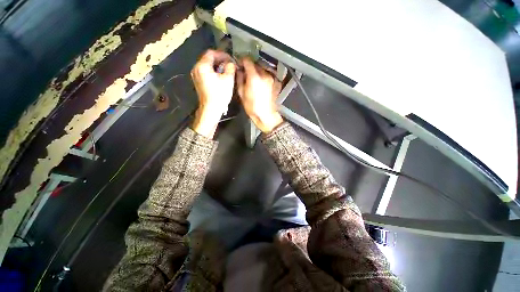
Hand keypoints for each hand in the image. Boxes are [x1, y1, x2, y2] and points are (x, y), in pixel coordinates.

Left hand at [191, 50, 235, 137]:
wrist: (211, 109)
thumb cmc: (219, 95)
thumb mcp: (228, 80)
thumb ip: (230, 67)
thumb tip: (231, 63)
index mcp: (202, 66)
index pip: (211, 53)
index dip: (222, 54)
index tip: (231, 59)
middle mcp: (196, 68)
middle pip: (208, 59)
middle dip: (220, 60)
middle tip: (230, 65)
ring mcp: (196, 76)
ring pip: (207, 66)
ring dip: (217, 66)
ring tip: (227, 71)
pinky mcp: (198, 82)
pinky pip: (206, 72)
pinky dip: (213, 72)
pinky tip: (220, 77)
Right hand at [236, 58, 282, 132]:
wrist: (267, 116)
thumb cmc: (253, 108)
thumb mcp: (242, 94)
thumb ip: (240, 79)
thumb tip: (240, 71)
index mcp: (254, 77)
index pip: (248, 61)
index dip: (242, 61)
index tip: (240, 65)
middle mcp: (265, 75)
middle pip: (256, 64)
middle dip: (250, 67)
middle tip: (246, 74)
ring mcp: (272, 79)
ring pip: (263, 69)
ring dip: (258, 72)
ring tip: (254, 81)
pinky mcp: (276, 83)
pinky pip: (269, 75)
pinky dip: (264, 77)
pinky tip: (262, 84)